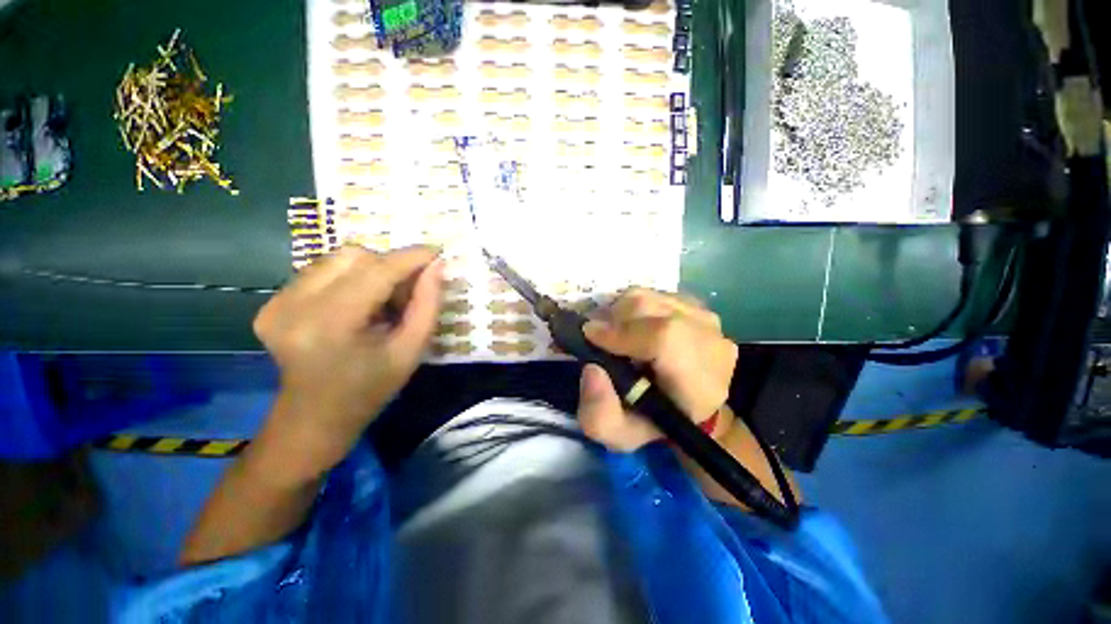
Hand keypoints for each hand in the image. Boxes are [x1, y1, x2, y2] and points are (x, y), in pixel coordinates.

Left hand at [253, 245, 443, 471]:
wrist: (315, 416)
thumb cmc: (371, 388)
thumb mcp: (411, 350)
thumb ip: (428, 305)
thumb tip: (436, 266)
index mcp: (331, 325)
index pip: (376, 271)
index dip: (409, 258)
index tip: (435, 253)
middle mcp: (294, 306)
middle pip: (354, 256)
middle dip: (389, 266)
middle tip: (405, 293)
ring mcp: (276, 303)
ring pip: (337, 259)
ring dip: (369, 271)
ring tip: (380, 302)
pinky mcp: (270, 302)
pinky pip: (321, 271)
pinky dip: (348, 279)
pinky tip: (356, 305)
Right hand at [577, 288, 738, 450]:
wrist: (693, 408)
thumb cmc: (656, 424)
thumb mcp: (621, 435)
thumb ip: (600, 414)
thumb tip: (591, 369)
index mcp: (698, 382)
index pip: (663, 338)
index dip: (621, 333)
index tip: (590, 336)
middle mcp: (709, 340)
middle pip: (649, 307)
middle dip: (613, 318)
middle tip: (599, 337)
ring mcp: (706, 318)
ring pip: (649, 295)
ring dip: (622, 312)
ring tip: (616, 333)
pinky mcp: (698, 306)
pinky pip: (656, 294)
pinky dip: (636, 307)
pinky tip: (635, 326)